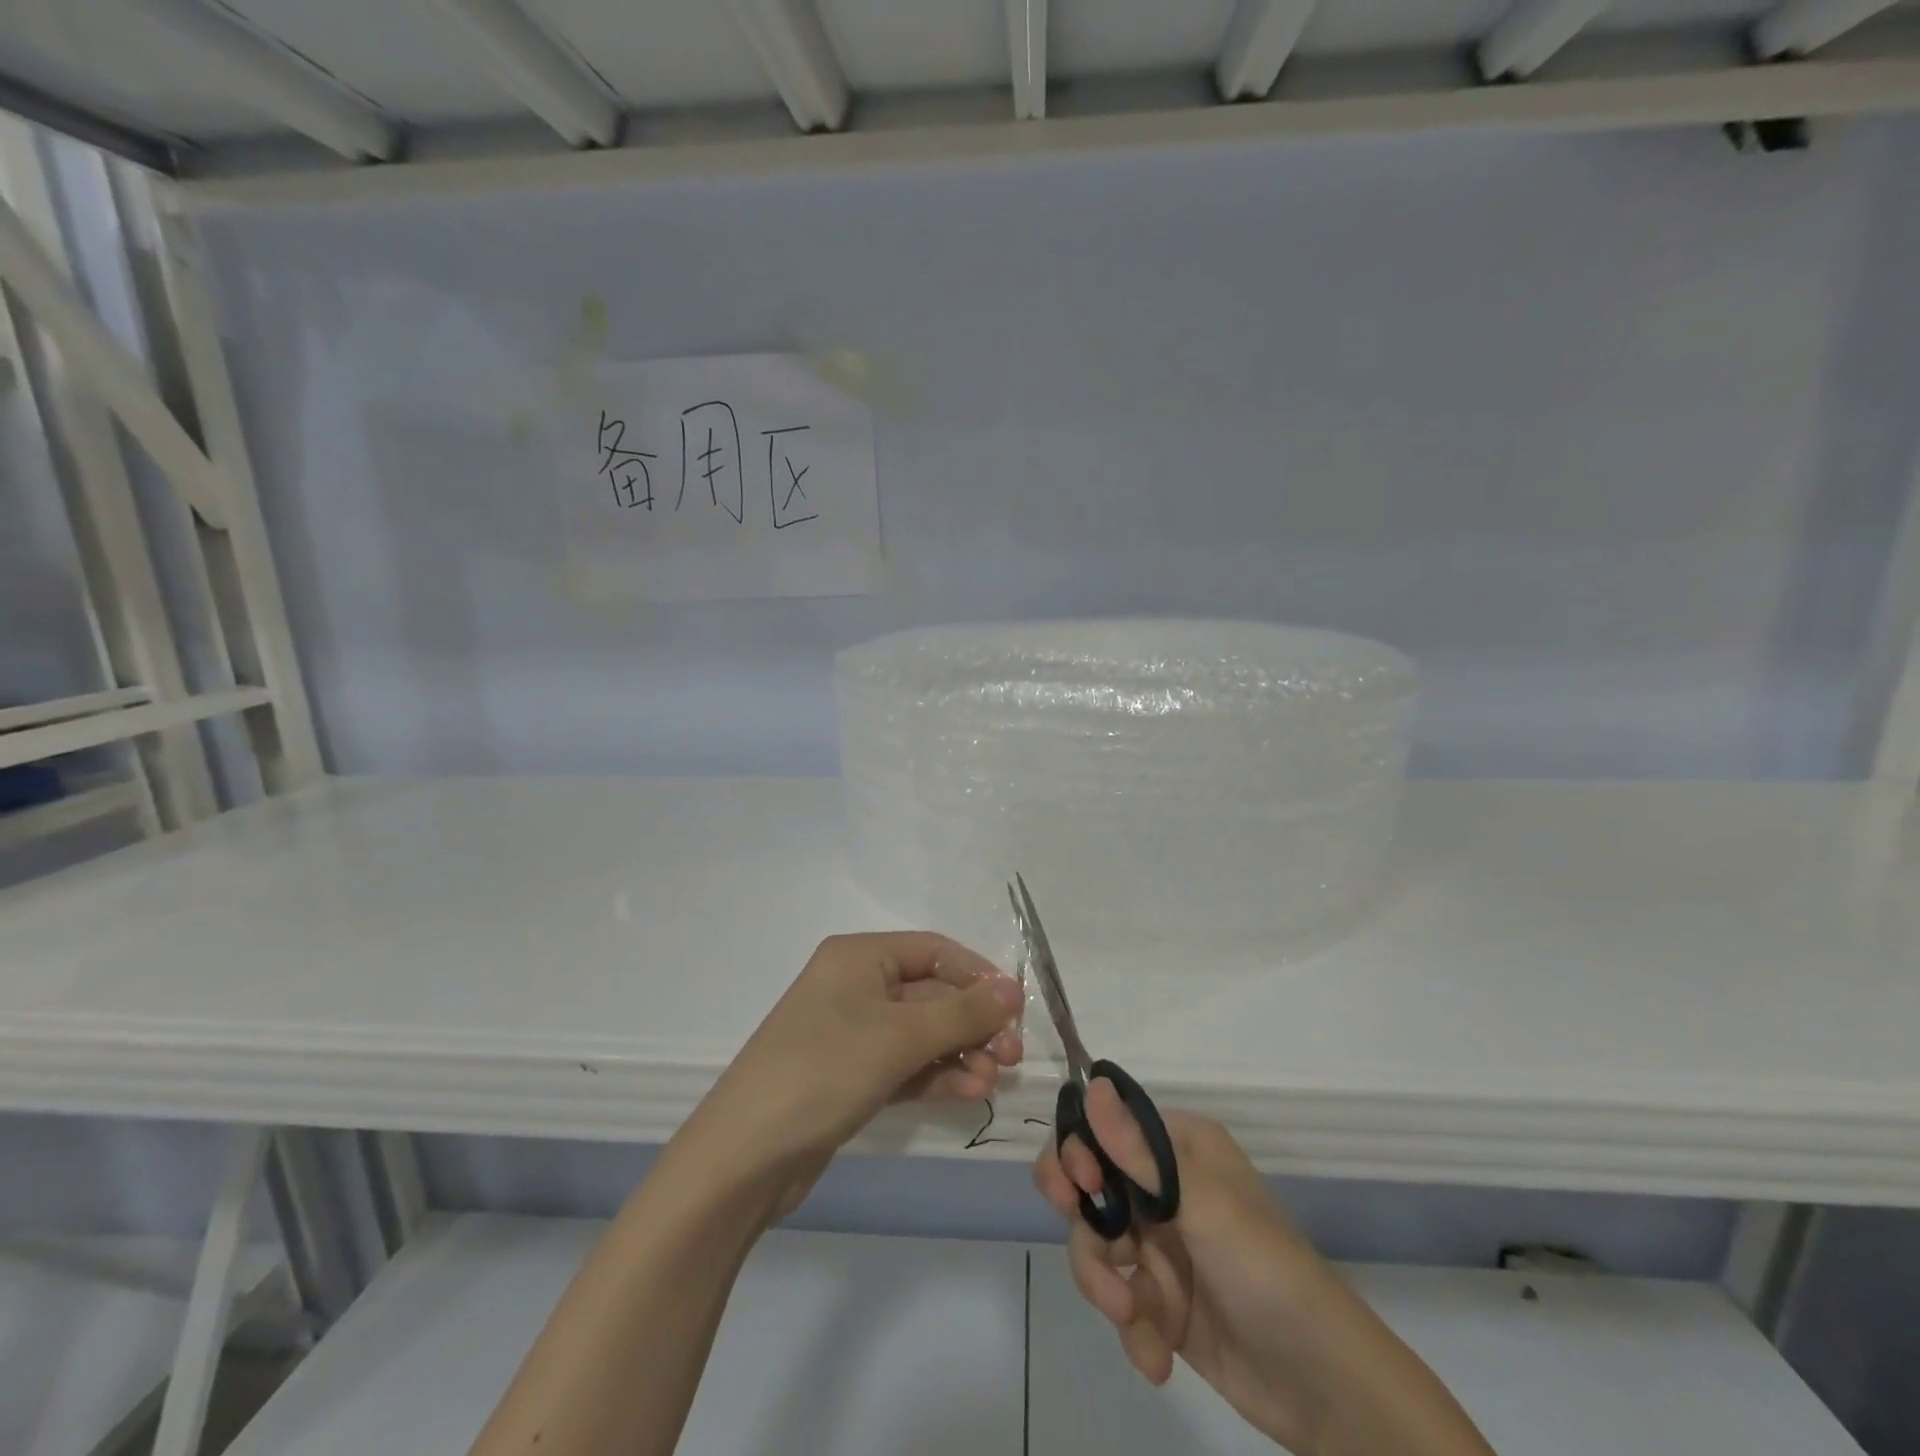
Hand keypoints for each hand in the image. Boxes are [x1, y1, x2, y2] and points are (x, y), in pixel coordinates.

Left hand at [682, 932, 1024, 1218]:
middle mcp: (855, 986)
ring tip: (993, 1079)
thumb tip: (1014, 988)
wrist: (745, 1157)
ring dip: (960, 1052)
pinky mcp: (850, 1075)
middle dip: (973, 1022)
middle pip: (931, 993)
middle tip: (1012, 1054)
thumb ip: (962, 1013)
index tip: (1015, 1008)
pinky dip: (935, 1075)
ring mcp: (851, 1033)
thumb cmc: (824, 1071)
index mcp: (859, 957)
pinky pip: (904, 1064)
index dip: (977, 975)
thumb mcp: (899, 1037)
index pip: (934, 951)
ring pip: (921, 1033)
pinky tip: (968, 1092)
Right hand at [1036, 1085, 1492, 1455]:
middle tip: (1099, 1257)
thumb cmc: (1267, 1273)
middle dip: (1085, 1225)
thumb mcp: (1204, 1207)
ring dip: (1106, 1285)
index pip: (1105, 1126)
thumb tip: (1090, 1083)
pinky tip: (1157, 1357)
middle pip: (1090, 1186)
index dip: (1079, 1152)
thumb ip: (1140, 1152)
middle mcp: (1164, 1187)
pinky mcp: (1160, 1298)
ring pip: (1096, 1245)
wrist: (1325, 1389)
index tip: (1078, 1188)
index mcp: (1178, 1148)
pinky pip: (1118, 1296)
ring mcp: (1160, 1243)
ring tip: (1135, 1321)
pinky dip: (1132, 1328)